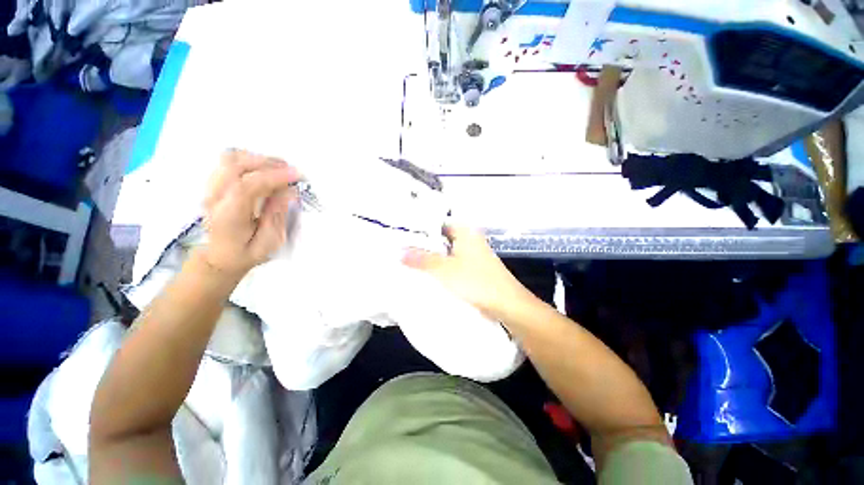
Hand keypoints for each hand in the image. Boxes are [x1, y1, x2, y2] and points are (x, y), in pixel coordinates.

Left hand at [198, 149, 300, 276]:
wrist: (218, 256)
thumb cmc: (246, 253)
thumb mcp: (268, 242)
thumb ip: (277, 216)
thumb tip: (288, 191)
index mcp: (228, 217)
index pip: (246, 186)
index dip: (273, 177)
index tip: (296, 175)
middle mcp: (214, 198)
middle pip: (235, 166)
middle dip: (268, 164)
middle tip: (292, 172)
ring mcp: (211, 188)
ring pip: (231, 159)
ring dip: (259, 160)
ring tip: (280, 170)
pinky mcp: (214, 183)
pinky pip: (229, 161)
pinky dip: (251, 160)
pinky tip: (265, 170)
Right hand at [402, 225, 534, 320]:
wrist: (506, 305)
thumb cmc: (476, 282)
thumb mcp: (444, 269)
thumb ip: (421, 259)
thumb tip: (399, 251)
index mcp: (465, 232)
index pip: (439, 222)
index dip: (421, 226)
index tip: (403, 232)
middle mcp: (469, 239)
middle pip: (441, 237)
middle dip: (423, 243)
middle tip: (401, 247)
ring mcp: (472, 254)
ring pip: (446, 251)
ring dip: (431, 256)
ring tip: (409, 259)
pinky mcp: (473, 269)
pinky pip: (452, 263)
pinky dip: (440, 266)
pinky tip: (427, 273)